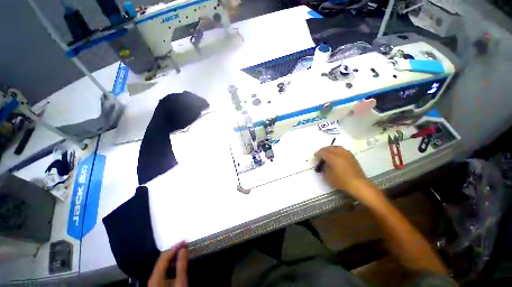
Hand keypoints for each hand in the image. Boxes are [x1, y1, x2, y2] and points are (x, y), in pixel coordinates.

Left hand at [148, 241, 188, 286]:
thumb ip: (181, 266)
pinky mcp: (156, 283)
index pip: (165, 256)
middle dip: (174, 250)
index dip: (175, 247)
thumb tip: (183, 249)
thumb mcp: (181, 282)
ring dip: (173, 256)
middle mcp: (153, 276)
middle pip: (162, 259)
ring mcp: (154, 280)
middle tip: (186, 245)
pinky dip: (170, 263)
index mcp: (157, 275)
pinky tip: (177, 262)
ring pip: (162, 263)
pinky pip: (163, 269)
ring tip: (183, 251)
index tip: (186, 241)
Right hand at [316, 146, 379, 203]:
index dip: (317, 154)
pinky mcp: (352, 156)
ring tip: (328, 153)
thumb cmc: (341, 181)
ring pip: (336, 147)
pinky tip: (337, 155)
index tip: (315, 157)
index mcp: (332, 158)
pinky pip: (342, 150)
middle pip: (329, 148)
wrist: (358, 184)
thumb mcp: (328, 176)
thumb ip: (324, 168)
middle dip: (323, 150)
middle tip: (320, 155)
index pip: (322, 152)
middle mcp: (339, 153)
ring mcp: (346, 154)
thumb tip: (323, 163)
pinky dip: (337, 150)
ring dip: (330, 149)